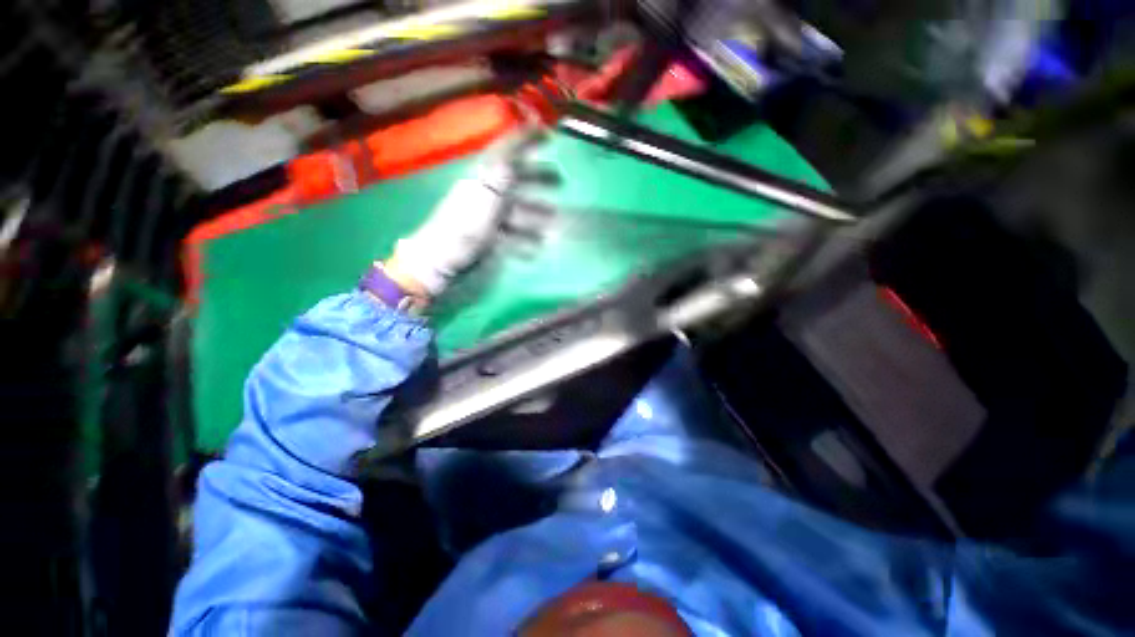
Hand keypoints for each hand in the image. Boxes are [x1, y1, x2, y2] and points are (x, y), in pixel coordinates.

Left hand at [385, 126, 544, 296]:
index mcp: (483, 181)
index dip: (524, 140)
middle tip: (561, 181)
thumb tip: (510, 161)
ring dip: (537, 214)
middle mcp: (487, 195)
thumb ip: (497, 183)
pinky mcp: (489, 238)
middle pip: (516, 181)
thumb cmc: (461, 232)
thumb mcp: (481, 204)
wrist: (440, 263)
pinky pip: (512, 236)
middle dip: (538, 178)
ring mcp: (489, 218)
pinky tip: (536, 249)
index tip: (547, 133)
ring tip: (555, 221)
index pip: (506, 153)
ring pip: (518, 211)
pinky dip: (526, 242)